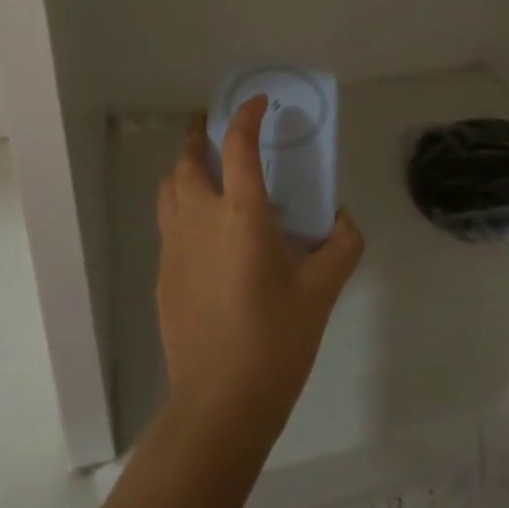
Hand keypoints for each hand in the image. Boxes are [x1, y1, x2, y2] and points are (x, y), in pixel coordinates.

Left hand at [156, 96, 362, 446]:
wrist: (218, 405)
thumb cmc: (275, 342)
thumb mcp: (322, 293)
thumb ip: (341, 246)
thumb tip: (344, 219)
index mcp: (241, 214)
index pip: (239, 145)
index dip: (248, 115)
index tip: (260, 102)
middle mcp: (200, 218)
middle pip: (188, 158)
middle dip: (201, 133)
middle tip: (218, 125)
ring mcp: (175, 246)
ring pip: (170, 187)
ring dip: (185, 166)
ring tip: (206, 167)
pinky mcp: (164, 274)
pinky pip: (168, 221)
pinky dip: (181, 203)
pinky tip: (204, 227)